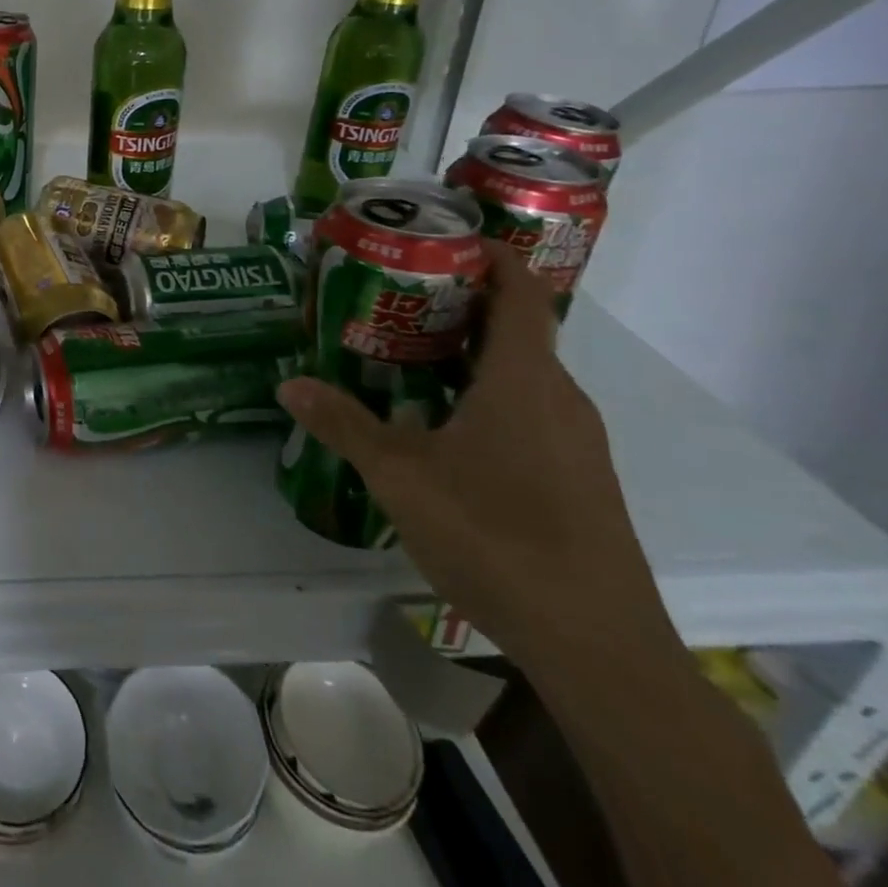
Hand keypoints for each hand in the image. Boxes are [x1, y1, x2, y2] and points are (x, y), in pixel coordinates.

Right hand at [277, 243, 672, 664]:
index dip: (491, 255)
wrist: (598, 647)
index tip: (442, 239)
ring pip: (520, 374)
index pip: (522, 291)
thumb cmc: (497, 536)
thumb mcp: (400, 476)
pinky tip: (440, 427)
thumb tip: (289, 386)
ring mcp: (576, 441)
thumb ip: (343, 425)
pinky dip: (485, 395)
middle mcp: (559, 398)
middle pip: (515, 329)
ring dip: (467, 354)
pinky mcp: (578, 479)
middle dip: (456, 305)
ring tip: (403, 355)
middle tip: (390, 298)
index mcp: (524, 380)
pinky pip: (529, 411)